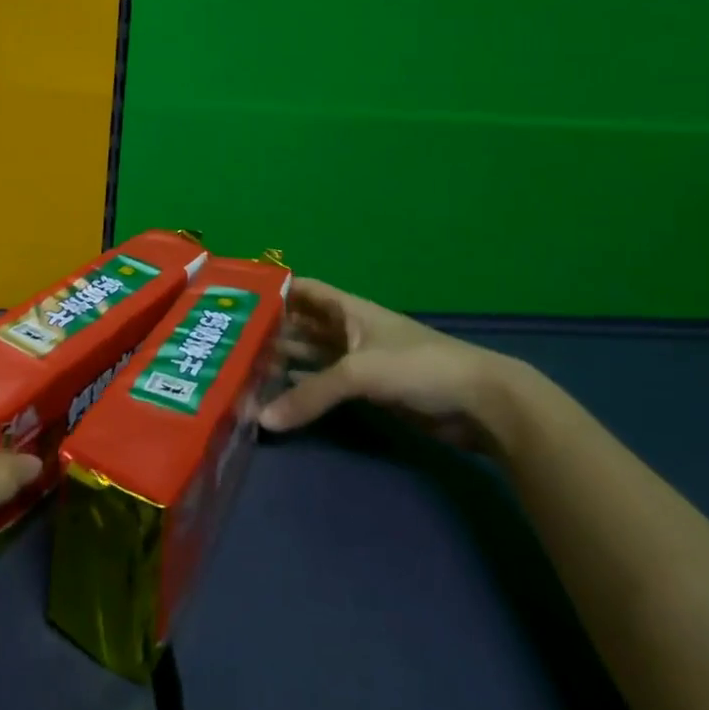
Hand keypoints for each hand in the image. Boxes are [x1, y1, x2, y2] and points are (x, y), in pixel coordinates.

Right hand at [260, 277, 539, 453]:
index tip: (236, 300)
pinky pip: (325, 384)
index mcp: (347, 309)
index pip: (302, 290)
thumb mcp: (359, 372)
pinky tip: (277, 398)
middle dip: (270, 331)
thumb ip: (310, 395)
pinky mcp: (368, 390)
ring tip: (243, 370)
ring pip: (311, 356)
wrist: (479, 402)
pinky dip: (303, 390)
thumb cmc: (418, 366)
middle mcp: (348, 329)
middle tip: (228, 343)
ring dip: (283, 362)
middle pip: (302, 324)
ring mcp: (358, 360)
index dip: (272, 291)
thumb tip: (262, 419)